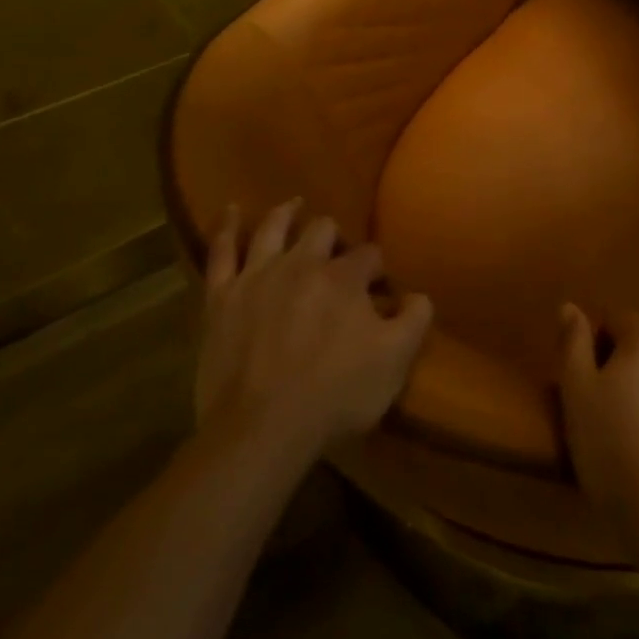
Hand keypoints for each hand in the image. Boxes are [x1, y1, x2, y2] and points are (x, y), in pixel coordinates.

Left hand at [195, 198, 431, 464]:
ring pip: (274, 228)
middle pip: (322, 231)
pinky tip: (233, 210)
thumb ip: (415, 319)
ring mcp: (258, 277)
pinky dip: (228, 228)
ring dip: (287, 214)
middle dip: (334, 237)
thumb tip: (418, 294)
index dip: (377, 269)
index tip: (379, 289)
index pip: (369, 255)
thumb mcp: (395, 361)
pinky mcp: (221, 298)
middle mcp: (302, 264)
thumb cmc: (334, 396)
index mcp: (345, 277)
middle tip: (338, 254)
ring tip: (294, 205)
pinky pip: (221, 252)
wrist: (259, 432)